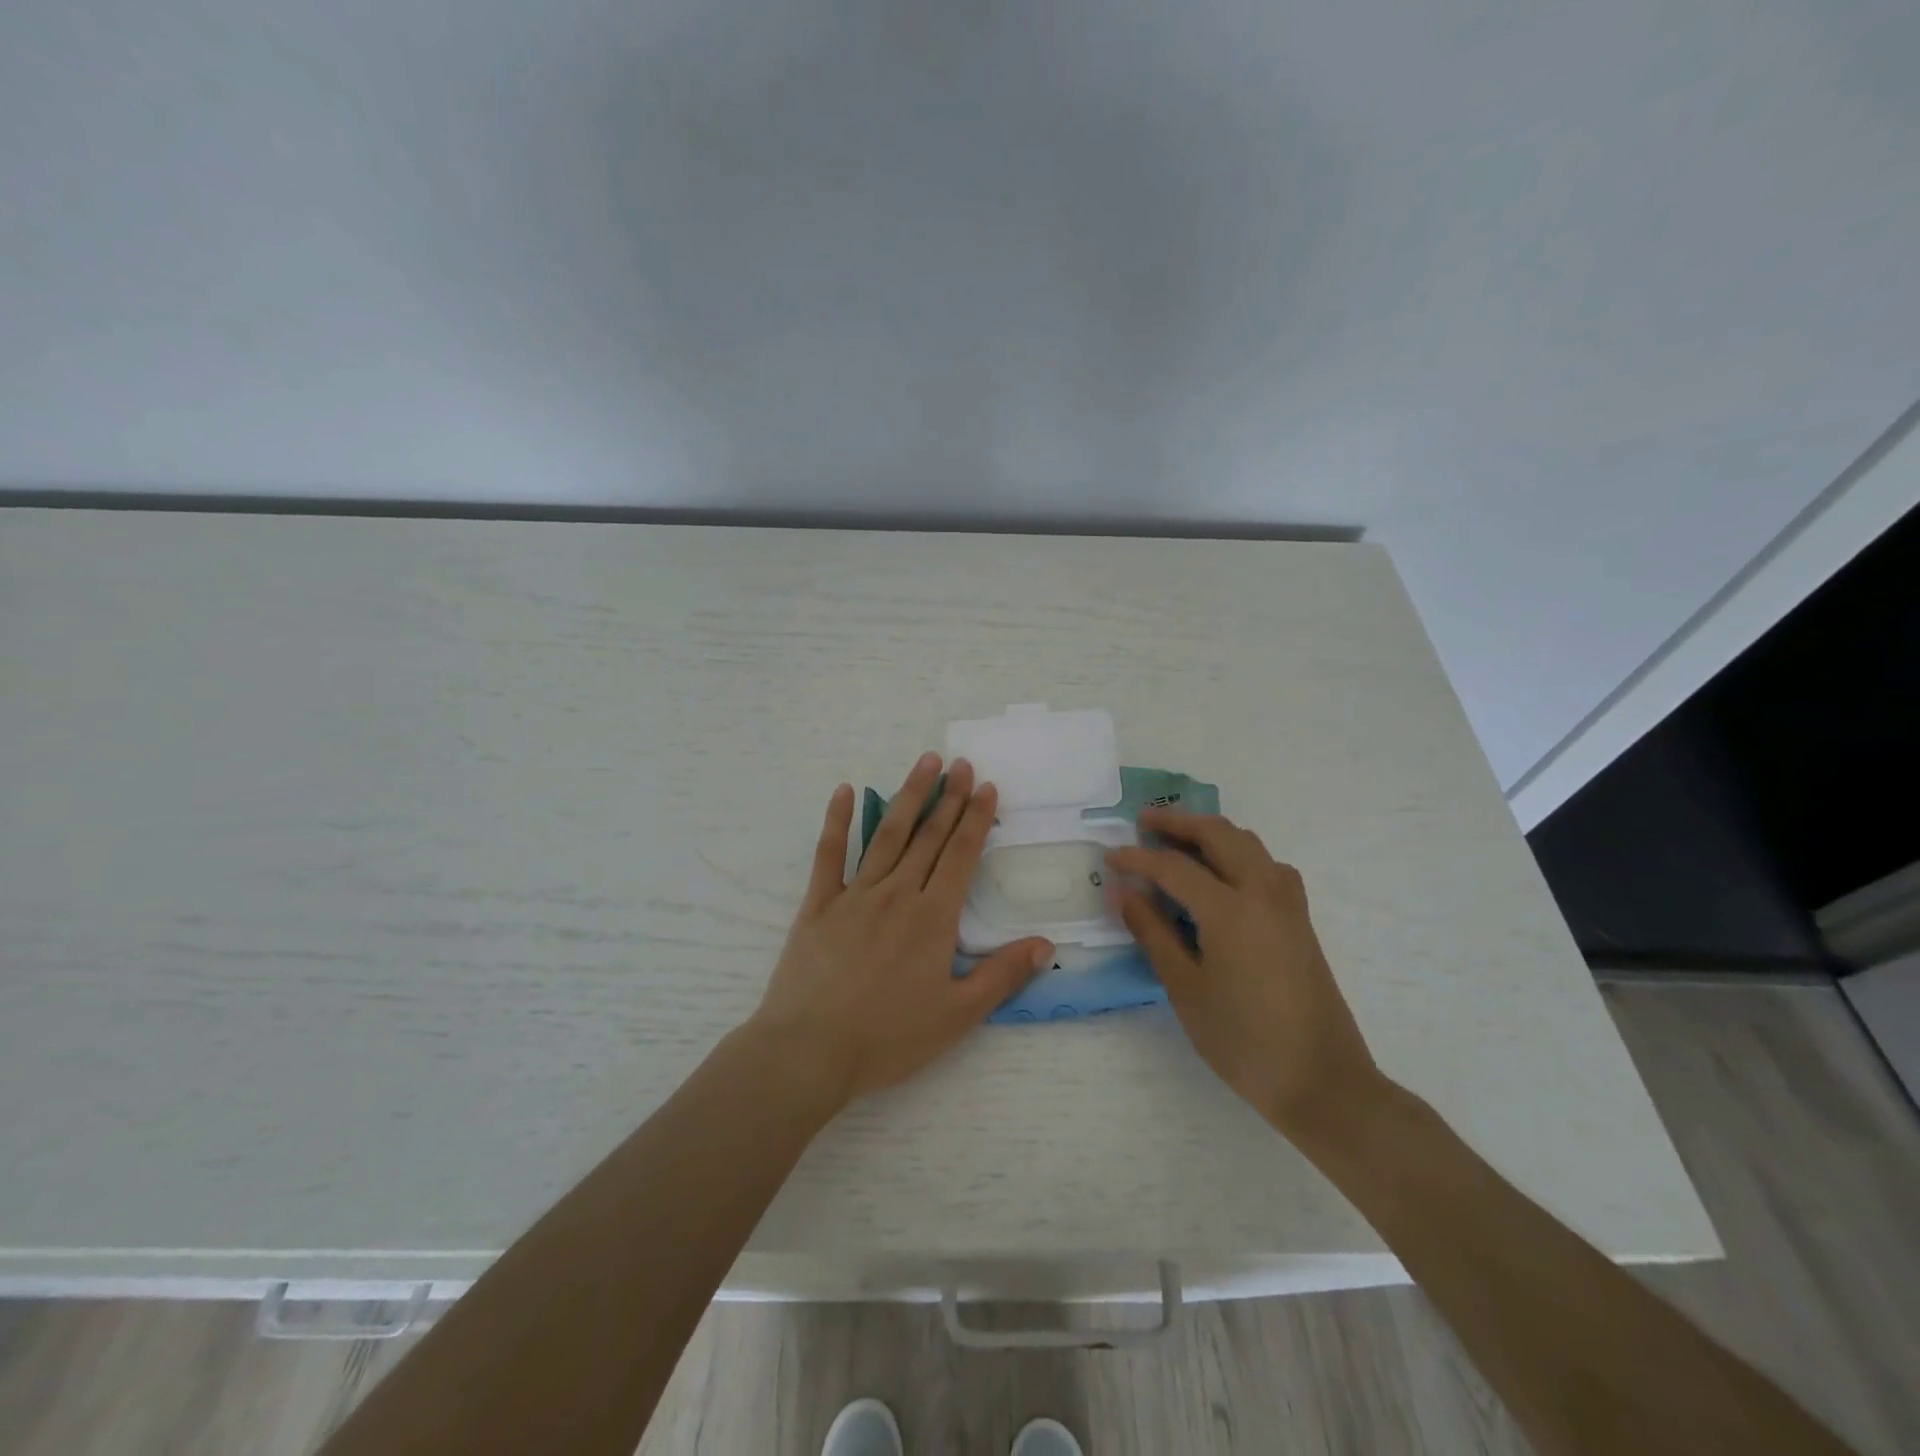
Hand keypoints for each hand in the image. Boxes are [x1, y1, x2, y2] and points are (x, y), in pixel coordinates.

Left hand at [748, 753, 1053, 1107]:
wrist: (810, 1051)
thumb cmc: (888, 1037)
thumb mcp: (958, 1015)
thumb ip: (1003, 975)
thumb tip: (1046, 943)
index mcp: (933, 917)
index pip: (961, 855)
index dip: (976, 818)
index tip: (986, 786)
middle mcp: (897, 894)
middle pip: (928, 836)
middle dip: (948, 796)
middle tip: (960, 762)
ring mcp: (855, 895)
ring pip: (887, 835)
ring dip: (908, 796)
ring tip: (924, 762)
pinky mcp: (819, 904)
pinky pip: (829, 854)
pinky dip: (837, 820)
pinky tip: (844, 791)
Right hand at [1106, 809, 1381, 1140]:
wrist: (1322, 1082)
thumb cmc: (1243, 1040)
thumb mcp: (1185, 989)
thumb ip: (1153, 933)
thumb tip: (1124, 893)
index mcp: (1230, 910)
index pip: (1173, 867)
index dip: (1137, 859)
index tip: (1109, 857)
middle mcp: (1263, 892)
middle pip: (1218, 834)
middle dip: (1178, 822)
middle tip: (1143, 823)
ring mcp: (1288, 904)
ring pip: (1248, 843)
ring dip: (1210, 832)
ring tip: (1178, 841)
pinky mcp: (1300, 919)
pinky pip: (1266, 864)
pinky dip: (1238, 852)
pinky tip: (1223, 875)